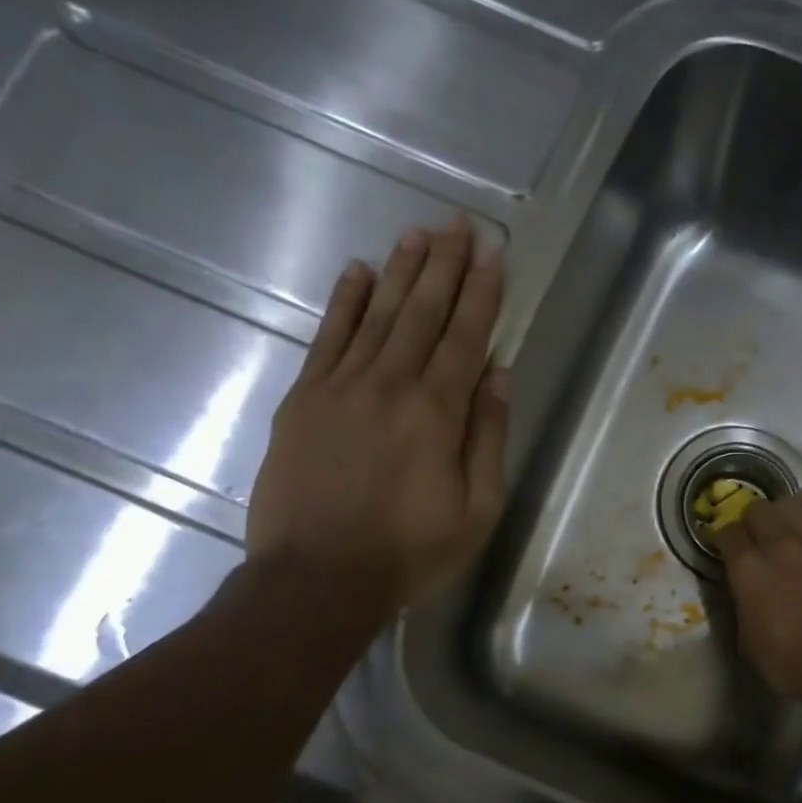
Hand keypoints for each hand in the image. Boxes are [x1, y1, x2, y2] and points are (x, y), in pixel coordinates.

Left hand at [246, 219, 507, 617]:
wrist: (315, 579)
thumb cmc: (409, 552)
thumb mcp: (476, 509)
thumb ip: (488, 437)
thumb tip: (498, 373)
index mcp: (437, 413)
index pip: (466, 337)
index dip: (482, 292)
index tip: (493, 252)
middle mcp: (389, 385)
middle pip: (421, 313)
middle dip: (444, 265)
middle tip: (458, 223)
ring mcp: (339, 388)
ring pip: (376, 315)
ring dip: (399, 271)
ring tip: (418, 233)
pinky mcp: (302, 400)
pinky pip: (326, 338)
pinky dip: (343, 302)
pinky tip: (356, 272)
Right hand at [716, 492, 801, 703]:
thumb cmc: (788, 661)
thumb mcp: (746, 637)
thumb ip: (741, 602)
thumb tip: (743, 588)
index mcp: (747, 567)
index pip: (727, 533)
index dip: (725, 541)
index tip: (727, 551)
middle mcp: (777, 543)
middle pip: (757, 509)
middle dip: (752, 522)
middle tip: (755, 540)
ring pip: (790, 502)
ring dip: (782, 513)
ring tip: (783, 529)